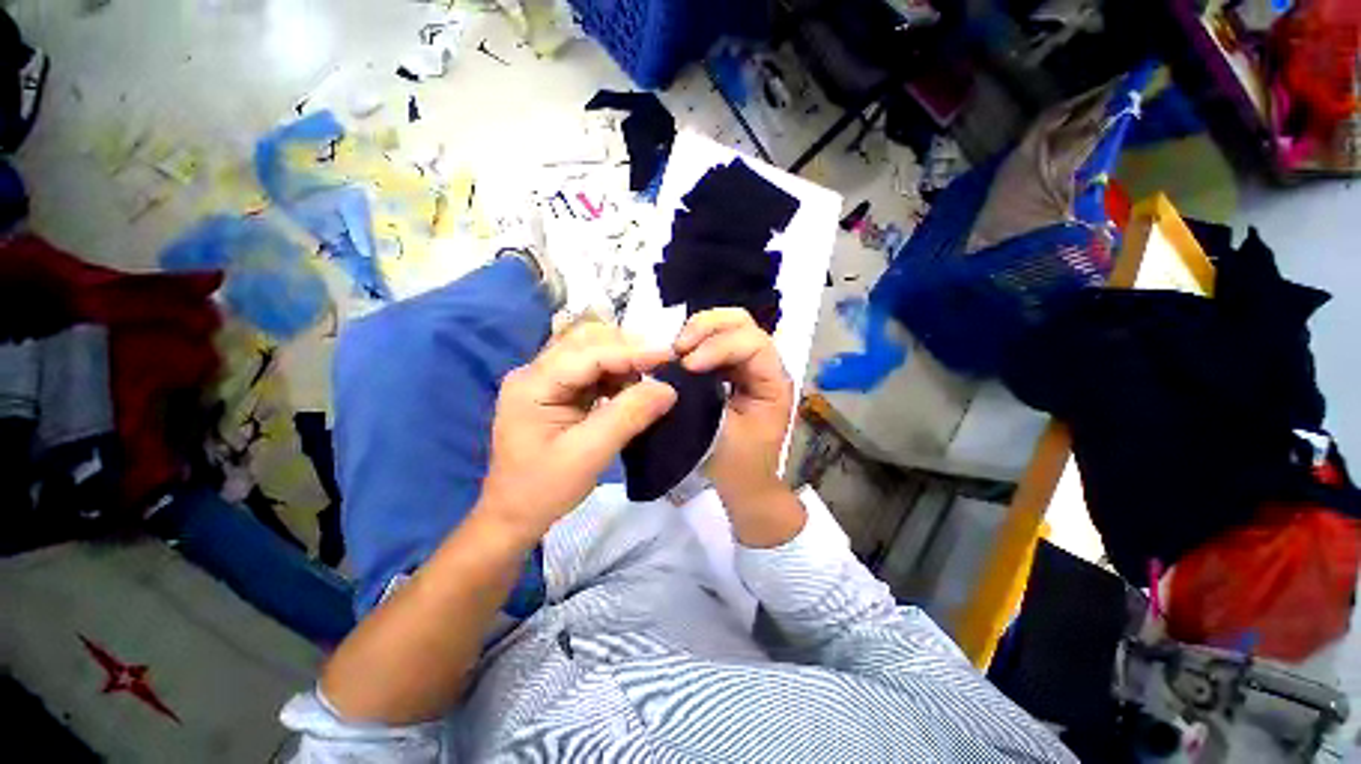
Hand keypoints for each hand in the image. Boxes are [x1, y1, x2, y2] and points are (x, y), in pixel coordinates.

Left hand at [478, 321, 676, 543]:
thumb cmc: (544, 489)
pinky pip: (592, 370)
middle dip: (627, 348)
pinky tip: (633, 387)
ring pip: (591, 352)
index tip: (670, 356)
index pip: (588, 354)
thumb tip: (668, 389)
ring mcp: (545, 380)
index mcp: (533, 384)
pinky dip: (617, 374)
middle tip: (662, 364)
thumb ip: (629, 417)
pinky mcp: (557, 391)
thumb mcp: (589, 455)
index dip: (631, 352)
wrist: (514, 515)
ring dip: (624, 359)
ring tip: (651, 375)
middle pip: (586, 341)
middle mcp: (535, 372)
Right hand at [674, 309, 794, 511]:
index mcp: (774, 383)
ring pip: (728, 327)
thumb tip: (678, 370)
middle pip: (742, 323)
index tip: (688, 365)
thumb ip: (703, 398)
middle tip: (679, 347)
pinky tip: (680, 355)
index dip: (719, 347)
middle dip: (708, 327)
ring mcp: (749, 366)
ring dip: (699, 331)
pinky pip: (714, 343)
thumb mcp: (721, 434)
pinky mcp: (733, 371)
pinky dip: (696, 342)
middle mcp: (766, 367)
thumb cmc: (739, 466)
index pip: (753, 344)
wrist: (746, 485)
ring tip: (676, 350)